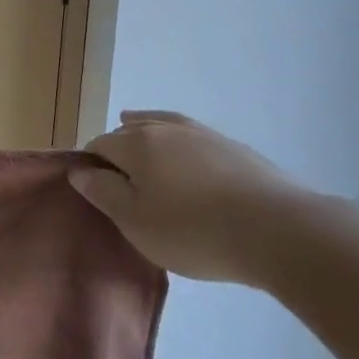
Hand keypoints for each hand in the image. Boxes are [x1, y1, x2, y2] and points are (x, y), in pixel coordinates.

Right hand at [69, 110, 319, 283]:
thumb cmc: (194, 231)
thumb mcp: (136, 222)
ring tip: (140, 140)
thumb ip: (103, 193)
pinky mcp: (236, 149)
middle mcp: (166, 129)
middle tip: (120, 180)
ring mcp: (204, 135)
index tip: (94, 190)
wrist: (279, 231)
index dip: (91, 165)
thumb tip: (79, 171)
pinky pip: (194, 140)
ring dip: (148, 136)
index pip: (99, 145)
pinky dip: (181, 145)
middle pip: (130, 131)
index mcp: (136, 144)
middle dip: (119, 148)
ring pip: (164, 127)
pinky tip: (187, 159)